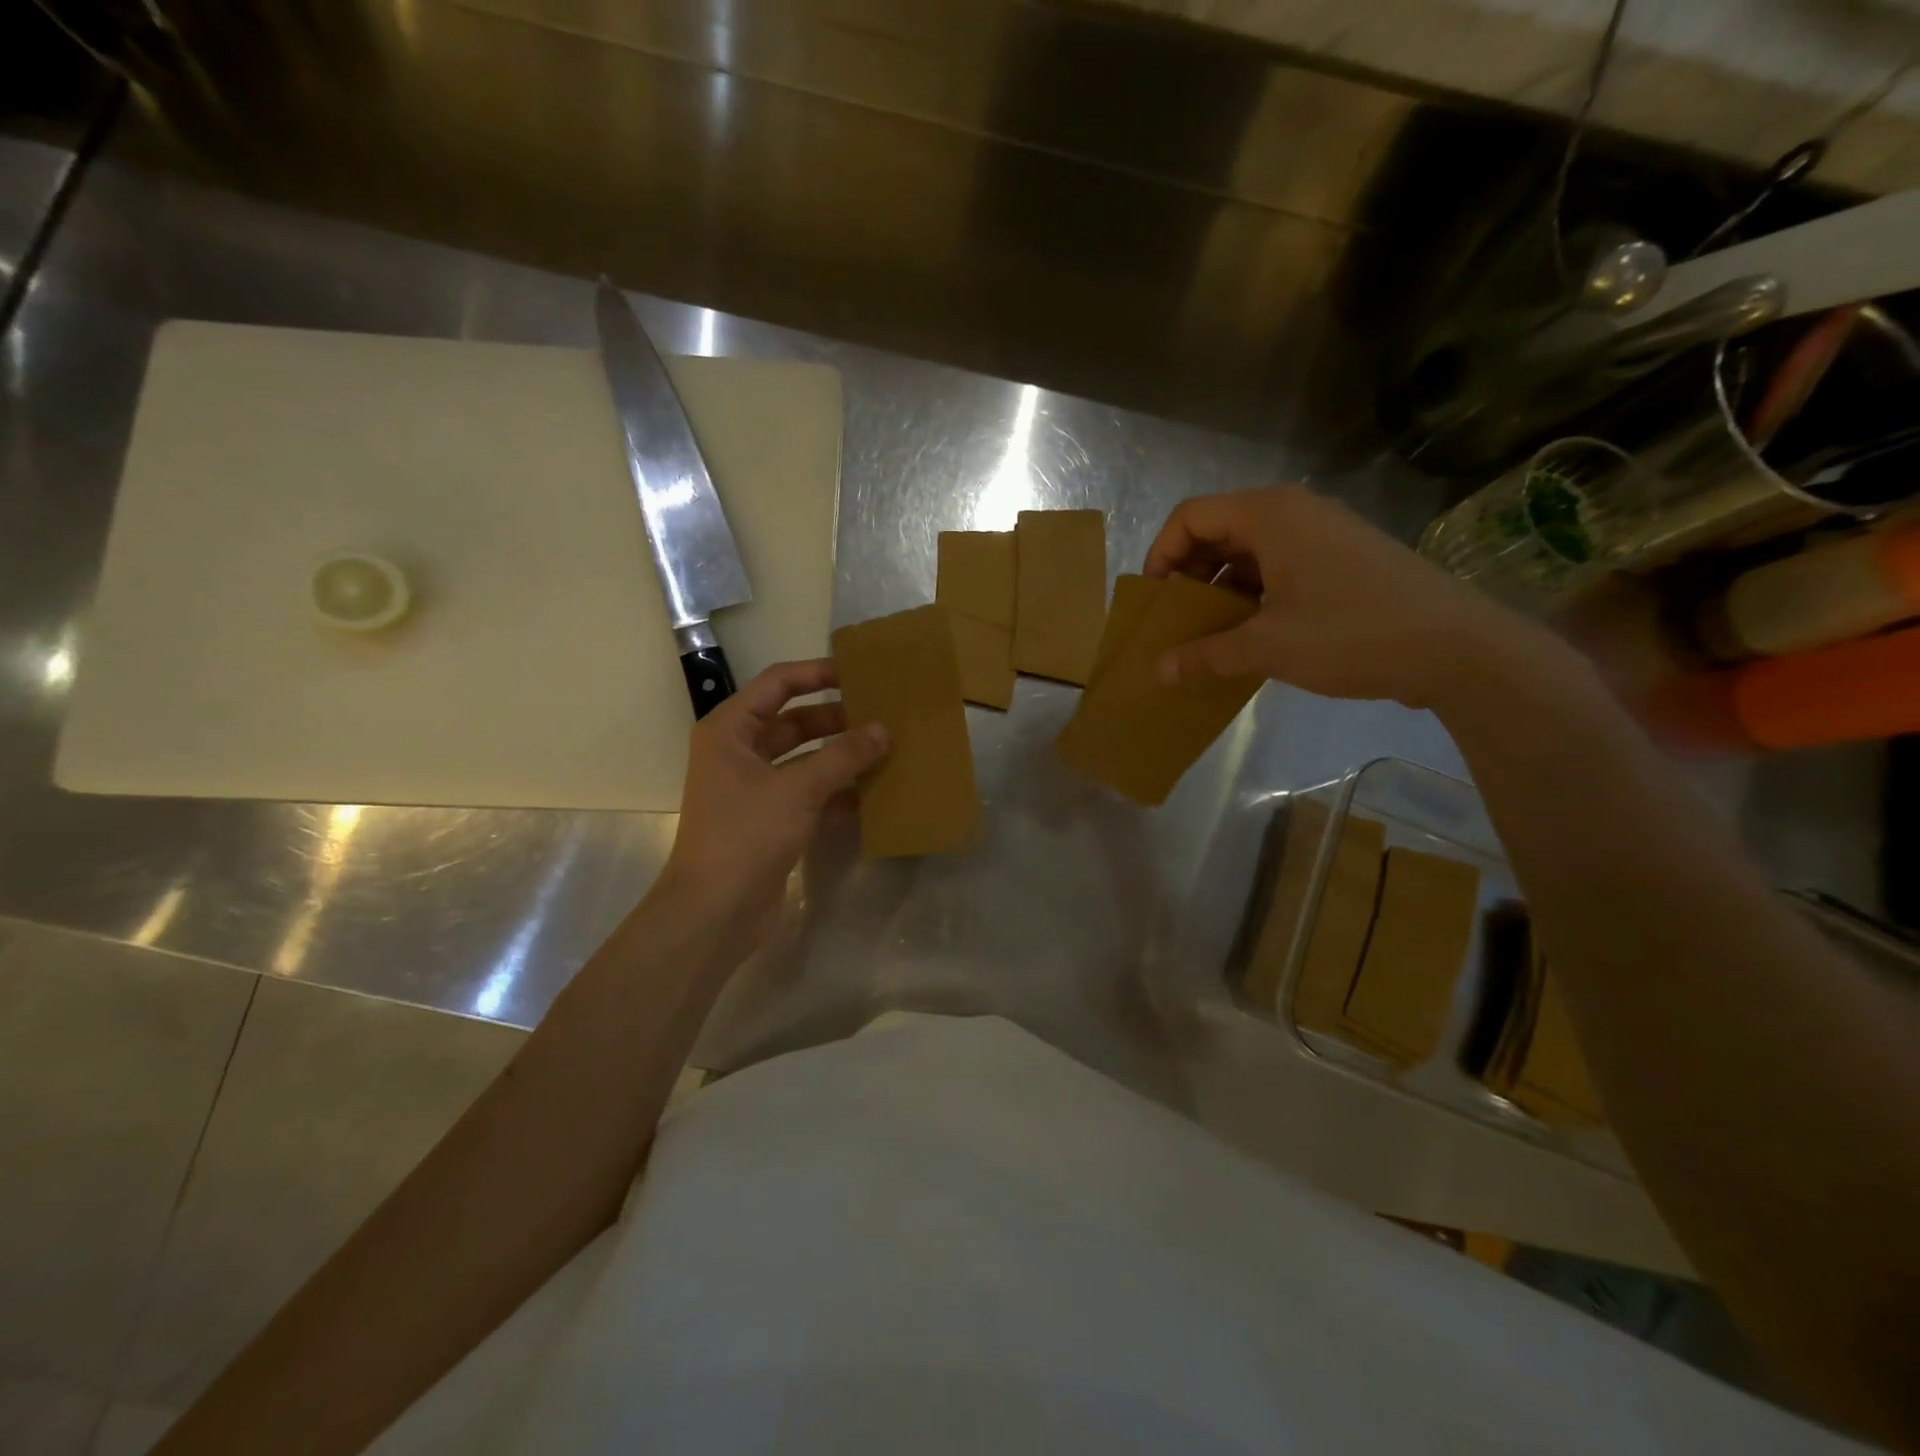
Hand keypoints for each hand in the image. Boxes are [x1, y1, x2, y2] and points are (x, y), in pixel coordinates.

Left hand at [659, 659, 887, 932]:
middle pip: (792, 720)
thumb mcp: (798, 789)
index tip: (858, 673)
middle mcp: (738, 752)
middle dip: (835, 718)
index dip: (817, 674)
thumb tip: (883, 730)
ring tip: (884, 749)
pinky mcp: (768, 818)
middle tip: (881, 715)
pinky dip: (835, 789)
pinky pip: (807, 791)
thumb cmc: (746, 835)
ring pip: (803, 758)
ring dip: (839, 755)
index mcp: (730, 730)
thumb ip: (842, 756)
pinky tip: (871, 792)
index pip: (777, 683)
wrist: (714, 911)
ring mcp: (753, 787)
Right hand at [1145, 485, 1560, 711]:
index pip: (1191, 516)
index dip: (1161, 554)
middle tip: (1177, 621)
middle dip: (1189, 574)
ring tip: (1208, 634)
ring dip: (1221, 589)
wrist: (1457, 648)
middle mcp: (1295, 512)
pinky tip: (1250, 635)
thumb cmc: (1351, 633)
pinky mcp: (1343, 561)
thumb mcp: (1267, 647)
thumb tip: (1159, 670)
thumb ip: (1205, 655)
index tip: (1155, 601)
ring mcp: (1323, 535)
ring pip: (1250, 551)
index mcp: (1271, 514)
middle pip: (1218, 530)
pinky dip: (1253, 595)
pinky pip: (1279, 567)